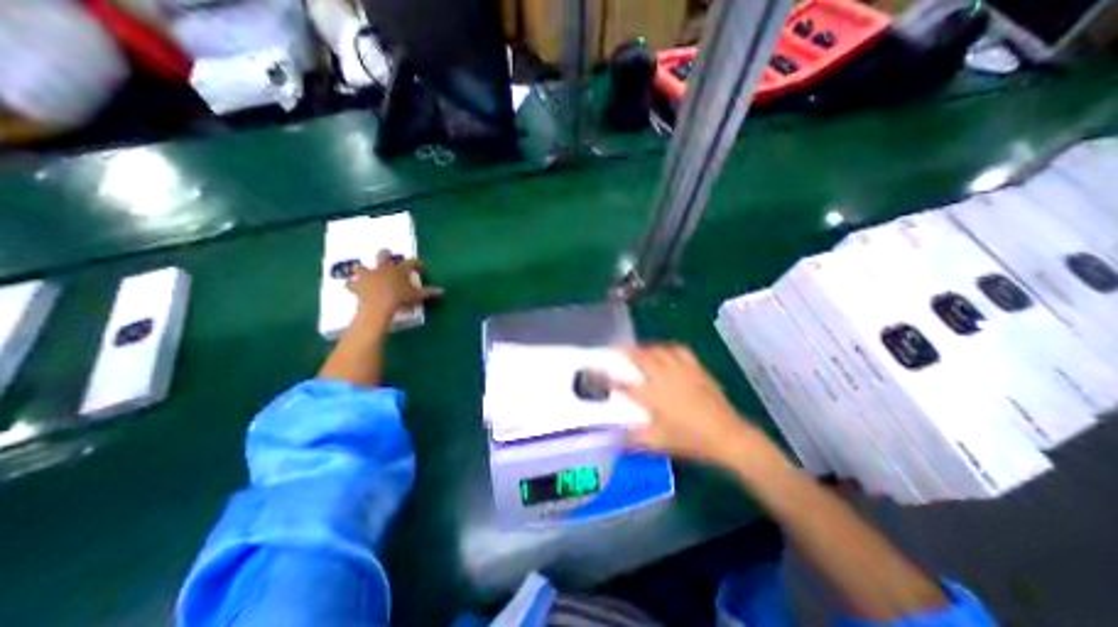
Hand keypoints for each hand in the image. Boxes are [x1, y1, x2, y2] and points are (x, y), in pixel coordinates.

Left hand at [349, 250, 444, 328]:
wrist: (379, 305)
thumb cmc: (400, 298)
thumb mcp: (417, 296)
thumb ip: (428, 292)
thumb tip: (442, 291)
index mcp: (398, 269)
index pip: (410, 262)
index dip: (417, 264)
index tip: (421, 267)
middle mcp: (382, 268)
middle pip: (383, 256)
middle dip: (386, 254)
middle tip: (388, 254)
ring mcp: (368, 275)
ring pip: (361, 267)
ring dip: (362, 269)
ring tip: (363, 271)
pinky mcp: (357, 285)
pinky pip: (351, 284)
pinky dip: (352, 286)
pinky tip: (353, 287)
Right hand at [615, 346, 788, 472]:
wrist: (727, 436)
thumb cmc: (690, 440)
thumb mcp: (658, 443)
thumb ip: (633, 438)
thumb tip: (613, 436)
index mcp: (652, 396)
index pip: (623, 383)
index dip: (607, 376)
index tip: (595, 370)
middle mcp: (663, 377)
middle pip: (640, 357)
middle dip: (624, 351)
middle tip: (614, 348)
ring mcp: (681, 370)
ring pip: (658, 350)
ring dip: (644, 348)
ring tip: (638, 350)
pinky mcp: (696, 368)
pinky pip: (678, 350)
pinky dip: (667, 348)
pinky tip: (666, 351)